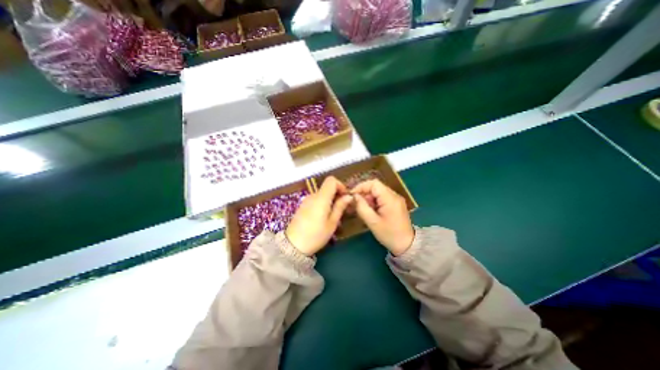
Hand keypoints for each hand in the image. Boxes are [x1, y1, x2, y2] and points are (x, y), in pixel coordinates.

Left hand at [286, 175, 353, 255]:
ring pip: (322, 194)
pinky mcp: (302, 206)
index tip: (345, 197)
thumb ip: (340, 207)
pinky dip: (323, 203)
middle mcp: (313, 195)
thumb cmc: (316, 235)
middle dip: (337, 194)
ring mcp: (306, 200)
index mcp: (321, 198)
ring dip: (330, 200)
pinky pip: (316, 200)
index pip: (331, 180)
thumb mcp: (332, 223)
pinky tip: (323, 217)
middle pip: (327, 187)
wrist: (293, 245)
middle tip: (342, 209)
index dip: (340, 185)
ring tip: (333, 215)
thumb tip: (349, 196)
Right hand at [351, 179, 410, 255]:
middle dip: (364, 193)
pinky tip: (371, 211)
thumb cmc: (389, 234)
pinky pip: (382, 198)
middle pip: (376, 187)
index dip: (361, 186)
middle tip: (356, 204)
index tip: (352, 195)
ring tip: (363, 209)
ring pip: (378, 192)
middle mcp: (394, 195)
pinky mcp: (395, 204)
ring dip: (368, 198)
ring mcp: (396, 199)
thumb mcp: (372, 222)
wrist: (407, 245)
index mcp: (390, 198)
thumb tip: (354, 196)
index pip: (374, 183)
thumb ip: (362, 207)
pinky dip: (374, 202)